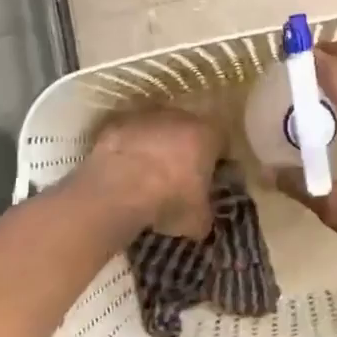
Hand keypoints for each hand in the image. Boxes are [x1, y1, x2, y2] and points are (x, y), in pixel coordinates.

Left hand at [81, 109, 220, 239]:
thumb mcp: (199, 219)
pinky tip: (123, 171)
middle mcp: (179, 117)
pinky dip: (128, 149)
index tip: (210, 177)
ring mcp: (145, 117)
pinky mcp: (115, 124)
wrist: (117, 193)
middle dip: (185, 148)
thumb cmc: (169, 201)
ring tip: (147, 174)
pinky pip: (128, 135)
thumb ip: (206, 210)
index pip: (221, 141)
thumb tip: (203, 213)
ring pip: (157, 129)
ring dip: (155, 145)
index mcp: (207, 134)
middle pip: (188, 129)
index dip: (216, 159)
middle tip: (178, 175)